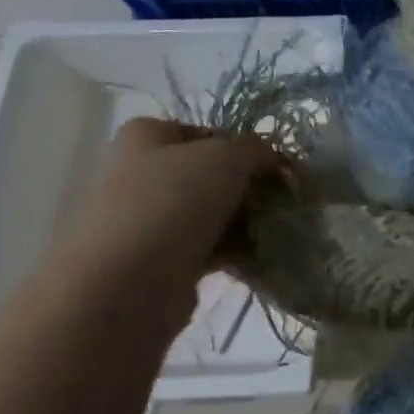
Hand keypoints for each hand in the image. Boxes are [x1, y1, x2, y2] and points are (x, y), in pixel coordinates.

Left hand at [65, 118, 288, 290]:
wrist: (130, 281)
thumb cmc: (174, 200)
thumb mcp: (227, 156)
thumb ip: (256, 150)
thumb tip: (274, 160)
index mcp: (145, 137)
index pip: (205, 133)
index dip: (243, 146)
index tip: (274, 165)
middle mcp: (142, 174)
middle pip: (212, 175)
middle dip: (250, 187)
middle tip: (282, 198)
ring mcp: (151, 220)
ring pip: (214, 213)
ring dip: (247, 221)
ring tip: (277, 229)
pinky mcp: (163, 260)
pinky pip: (211, 248)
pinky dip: (237, 252)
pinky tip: (262, 256)